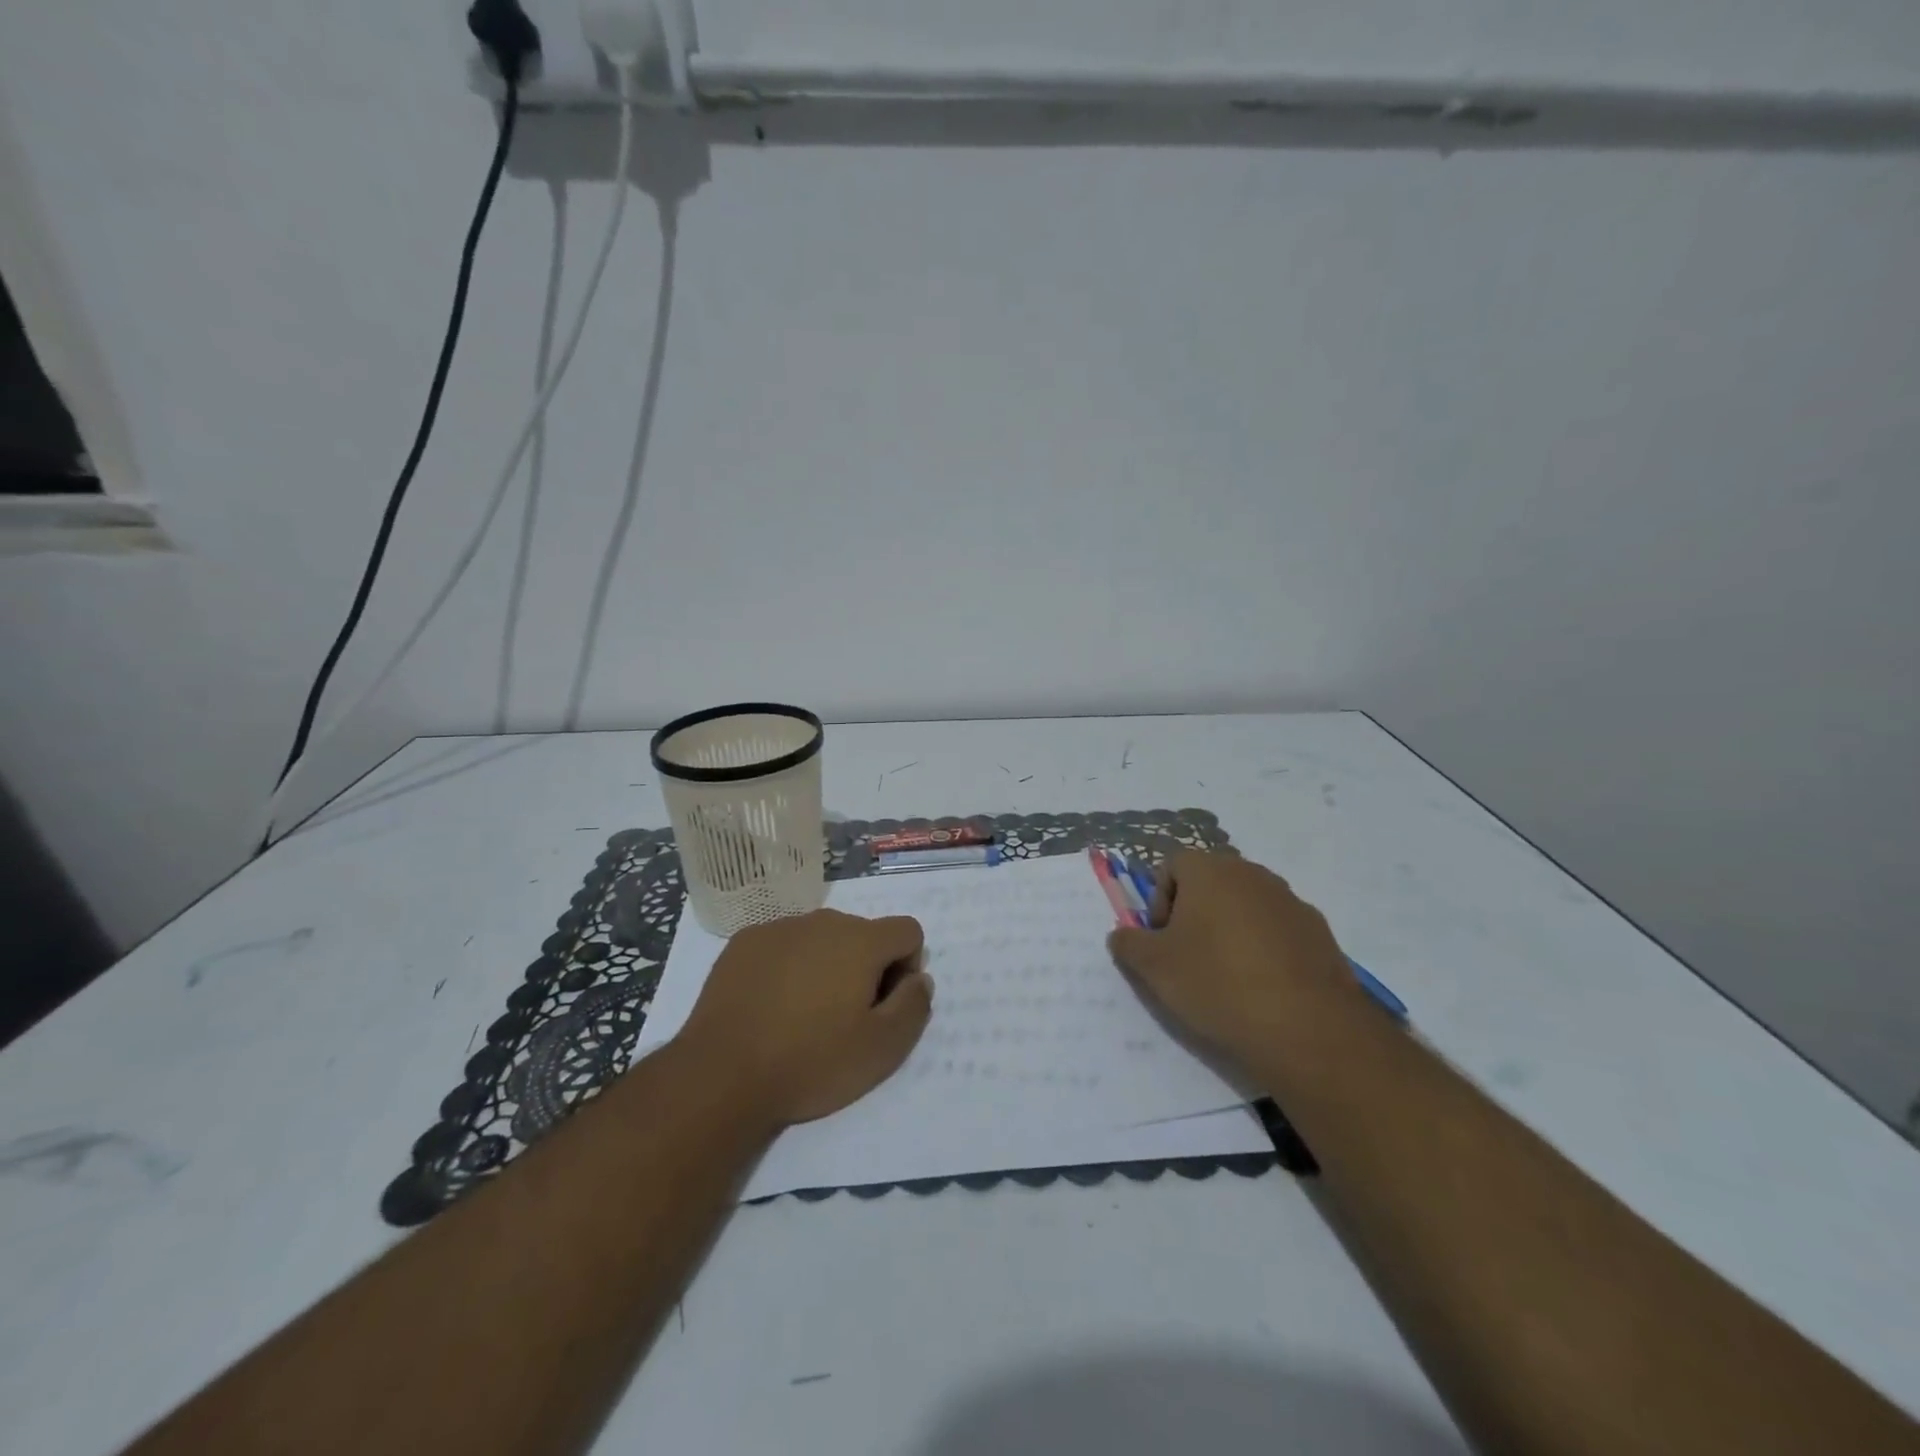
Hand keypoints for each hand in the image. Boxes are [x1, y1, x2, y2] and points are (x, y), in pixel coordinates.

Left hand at [676, 909, 933, 1126]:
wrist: (721, 1075)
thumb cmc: (810, 1062)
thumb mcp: (882, 1049)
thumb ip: (914, 1006)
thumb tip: (920, 979)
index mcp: (861, 940)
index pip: (907, 931)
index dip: (907, 967)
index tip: (883, 1006)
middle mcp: (823, 921)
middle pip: (863, 934)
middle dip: (865, 967)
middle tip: (844, 1018)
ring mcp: (779, 928)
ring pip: (821, 939)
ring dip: (826, 966)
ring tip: (804, 1016)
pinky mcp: (744, 943)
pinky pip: (784, 946)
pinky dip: (788, 967)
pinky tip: (771, 1007)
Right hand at [1107, 851, 1360, 1068]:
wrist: (1308, 1029)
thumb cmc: (1217, 984)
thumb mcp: (1154, 968)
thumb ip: (1128, 943)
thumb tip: (1122, 934)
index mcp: (1210, 871)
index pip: (1172, 864)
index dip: (1158, 899)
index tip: (1162, 939)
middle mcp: (1252, 874)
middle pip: (1211, 881)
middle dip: (1194, 912)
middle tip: (1188, 957)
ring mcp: (1291, 901)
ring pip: (1246, 905)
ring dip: (1230, 929)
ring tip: (1227, 976)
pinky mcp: (1320, 933)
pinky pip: (1279, 930)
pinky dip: (1265, 949)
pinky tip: (1263, 988)